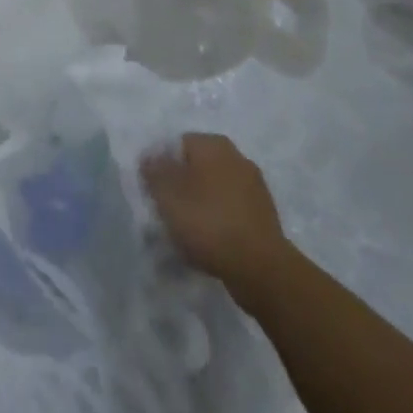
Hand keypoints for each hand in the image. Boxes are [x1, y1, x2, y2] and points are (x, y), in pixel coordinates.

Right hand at [142, 133, 293, 307]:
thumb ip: (154, 172)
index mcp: (213, 144)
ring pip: (214, 189)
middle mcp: (236, 156)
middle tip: (167, 211)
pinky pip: (230, 210)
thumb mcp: (168, 195)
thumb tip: (149, 157)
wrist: (260, 268)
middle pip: (197, 166)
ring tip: (187, 231)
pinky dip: (218, 221)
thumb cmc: (208, 223)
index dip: (161, 165)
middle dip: (181, 185)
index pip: (177, 144)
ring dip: (200, 204)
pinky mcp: (263, 214)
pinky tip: (209, 242)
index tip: (152, 191)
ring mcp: (254, 186)